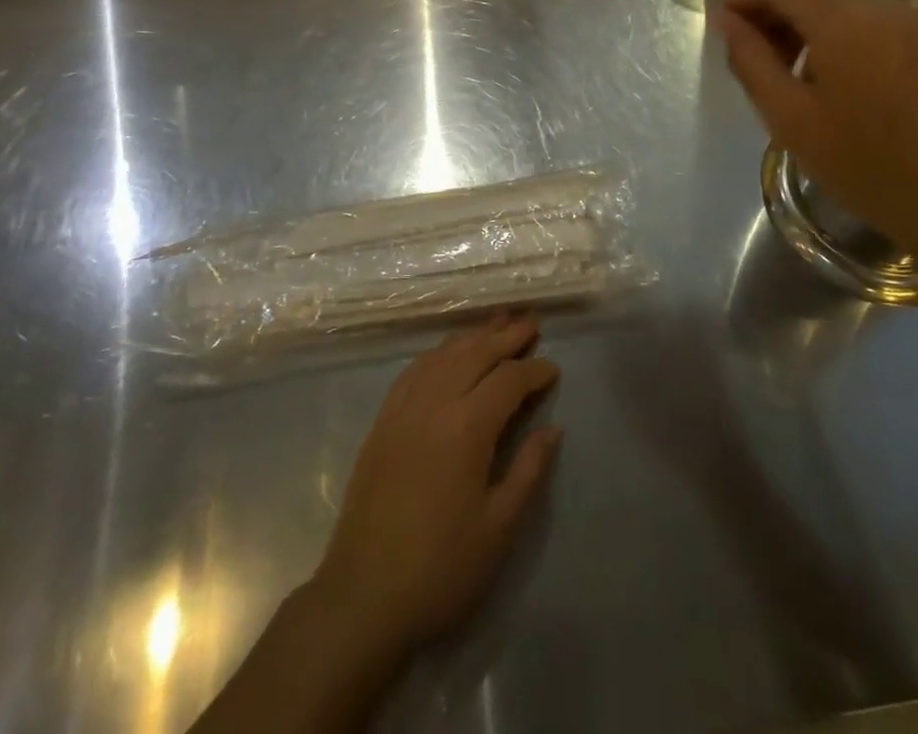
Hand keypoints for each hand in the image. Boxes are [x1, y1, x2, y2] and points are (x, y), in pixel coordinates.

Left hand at [311, 315, 561, 662]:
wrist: (364, 595)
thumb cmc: (441, 568)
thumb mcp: (499, 529)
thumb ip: (528, 471)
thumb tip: (552, 428)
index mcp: (466, 427)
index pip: (507, 381)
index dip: (533, 371)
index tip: (553, 369)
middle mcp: (433, 404)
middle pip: (474, 354)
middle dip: (506, 336)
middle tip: (531, 322)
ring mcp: (402, 409)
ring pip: (442, 355)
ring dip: (472, 337)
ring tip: (496, 324)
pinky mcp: (382, 421)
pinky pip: (414, 370)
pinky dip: (438, 353)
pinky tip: (447, 353)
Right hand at [717, 0, 917, 248]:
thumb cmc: (863, 166)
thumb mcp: (790, 118)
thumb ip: (750, 60)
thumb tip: (726, 20)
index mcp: (845, 22)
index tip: (722, 26)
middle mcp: (879, 4)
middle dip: (767, 1)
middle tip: (745, 46)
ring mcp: (906, 17)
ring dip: (796, 11)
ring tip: (778, 60)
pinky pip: (859, 8)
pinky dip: (826, 22)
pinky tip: (817, 65)